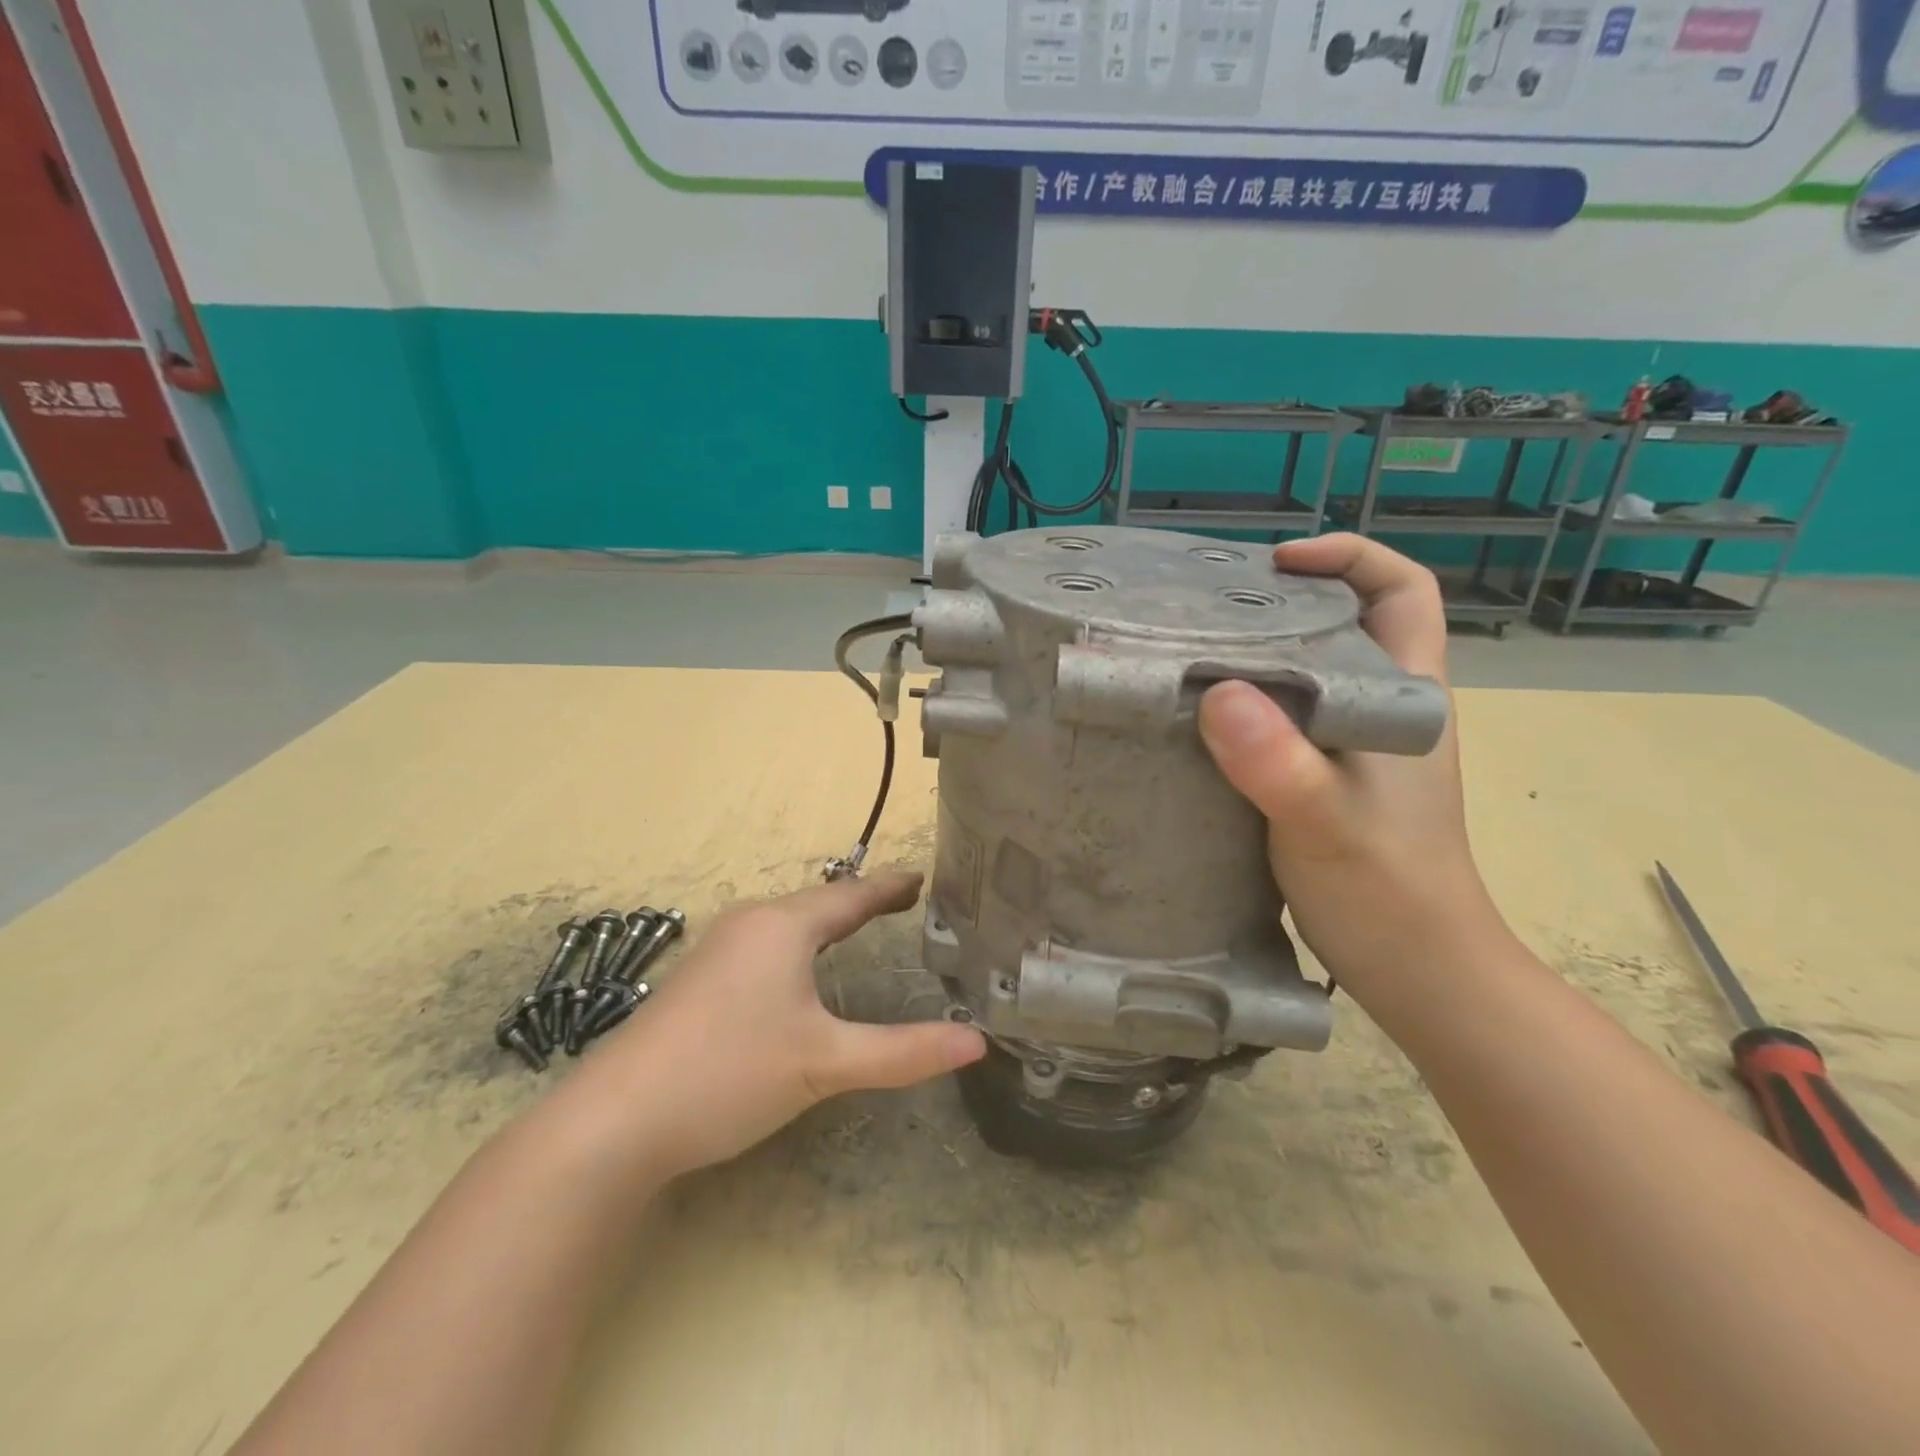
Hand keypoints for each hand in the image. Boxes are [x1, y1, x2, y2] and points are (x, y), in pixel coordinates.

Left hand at [571, 872, 985, 1182]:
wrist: (613, 1121)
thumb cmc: (729, 1073)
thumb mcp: (825, 1063)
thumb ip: (903, 1052)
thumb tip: (977, 1043)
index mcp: (783, 926)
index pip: (851, 896)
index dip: (890, 887)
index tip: (922, 876)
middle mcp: (750, 924)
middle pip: (818, 904)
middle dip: (860, 902)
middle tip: (903, 903)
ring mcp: (717, 950)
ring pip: (787, 924)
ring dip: (826, 923)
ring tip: (860, 927)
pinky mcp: (698, 980)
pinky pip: (764, 944)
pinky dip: (798, 945)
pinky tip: (797, 970)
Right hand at [1197, 535, 1503, 996]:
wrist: (1419, 973)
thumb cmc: (1387, 892)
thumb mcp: (1324, 822)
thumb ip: (1277, 760)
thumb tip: (1218, 694)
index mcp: (1406, 697)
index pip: (1402, 591)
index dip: (1349, 557)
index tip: (1276, 563)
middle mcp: (1384, 710)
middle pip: (1348, 623)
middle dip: (1286, 600)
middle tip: (1210, 609)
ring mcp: (1358, 749)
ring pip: (1314, 674)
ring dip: (1262, 655)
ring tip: (1192, 656)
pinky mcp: (1328, 782)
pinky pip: (1288, 721)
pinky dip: (1249, 707)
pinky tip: (1201, 724)